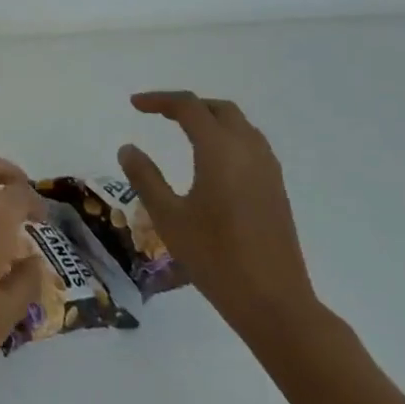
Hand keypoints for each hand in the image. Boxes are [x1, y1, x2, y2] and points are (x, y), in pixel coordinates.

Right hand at [119, 92, 319, 342]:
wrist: (275, 303)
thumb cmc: (215, 257)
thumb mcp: (169, 217)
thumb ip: (145, 178)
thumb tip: (128, 148)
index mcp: (220, 150)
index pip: (188, 107)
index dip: (159, 100)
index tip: (134, 105)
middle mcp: (248, 150)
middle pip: (219, 109)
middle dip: (188, 105)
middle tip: (159, 114)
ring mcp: (268, 170)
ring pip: (240, 125)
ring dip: (211, 119)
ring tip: (184, 131)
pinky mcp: (276, 190)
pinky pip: (252, 145)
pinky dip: (228, 138)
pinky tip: (213, 162)